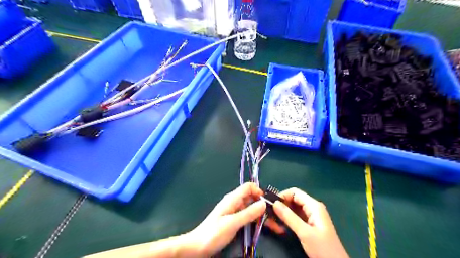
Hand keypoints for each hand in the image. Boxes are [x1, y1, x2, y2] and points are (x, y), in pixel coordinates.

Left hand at [185, 182, 267, 256]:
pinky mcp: (234, 220)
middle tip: (277, 218)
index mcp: (232, 198)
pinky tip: (263, 227)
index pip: (249, 187)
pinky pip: (248, 216)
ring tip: (275, 226)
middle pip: (252, 197)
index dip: (260, 192)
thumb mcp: (232, 223)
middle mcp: (234, 202)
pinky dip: (256, 220)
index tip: (270, 204)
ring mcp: (234, 211)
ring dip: (262, 214)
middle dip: (264, 205)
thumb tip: (264, 203)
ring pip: (251, 208)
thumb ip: (248, 213)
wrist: (197, 247)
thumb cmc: (213, 233)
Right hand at [266, 188, 348, 257]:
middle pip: (293, 200)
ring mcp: (311, 217)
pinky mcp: (308, 225)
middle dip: (281, 206)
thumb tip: (275, 203)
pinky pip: (295, 218)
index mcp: (313, 205)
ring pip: (292, 210)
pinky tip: (279, 227)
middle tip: (269, 215)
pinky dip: (286, 221)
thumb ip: (289, 217)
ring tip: (271, 223)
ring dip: (282, 215)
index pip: (294, 192)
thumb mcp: (304, 232)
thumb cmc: (322, 248)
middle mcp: (312, 208)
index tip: (271, 204)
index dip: (282, 196)